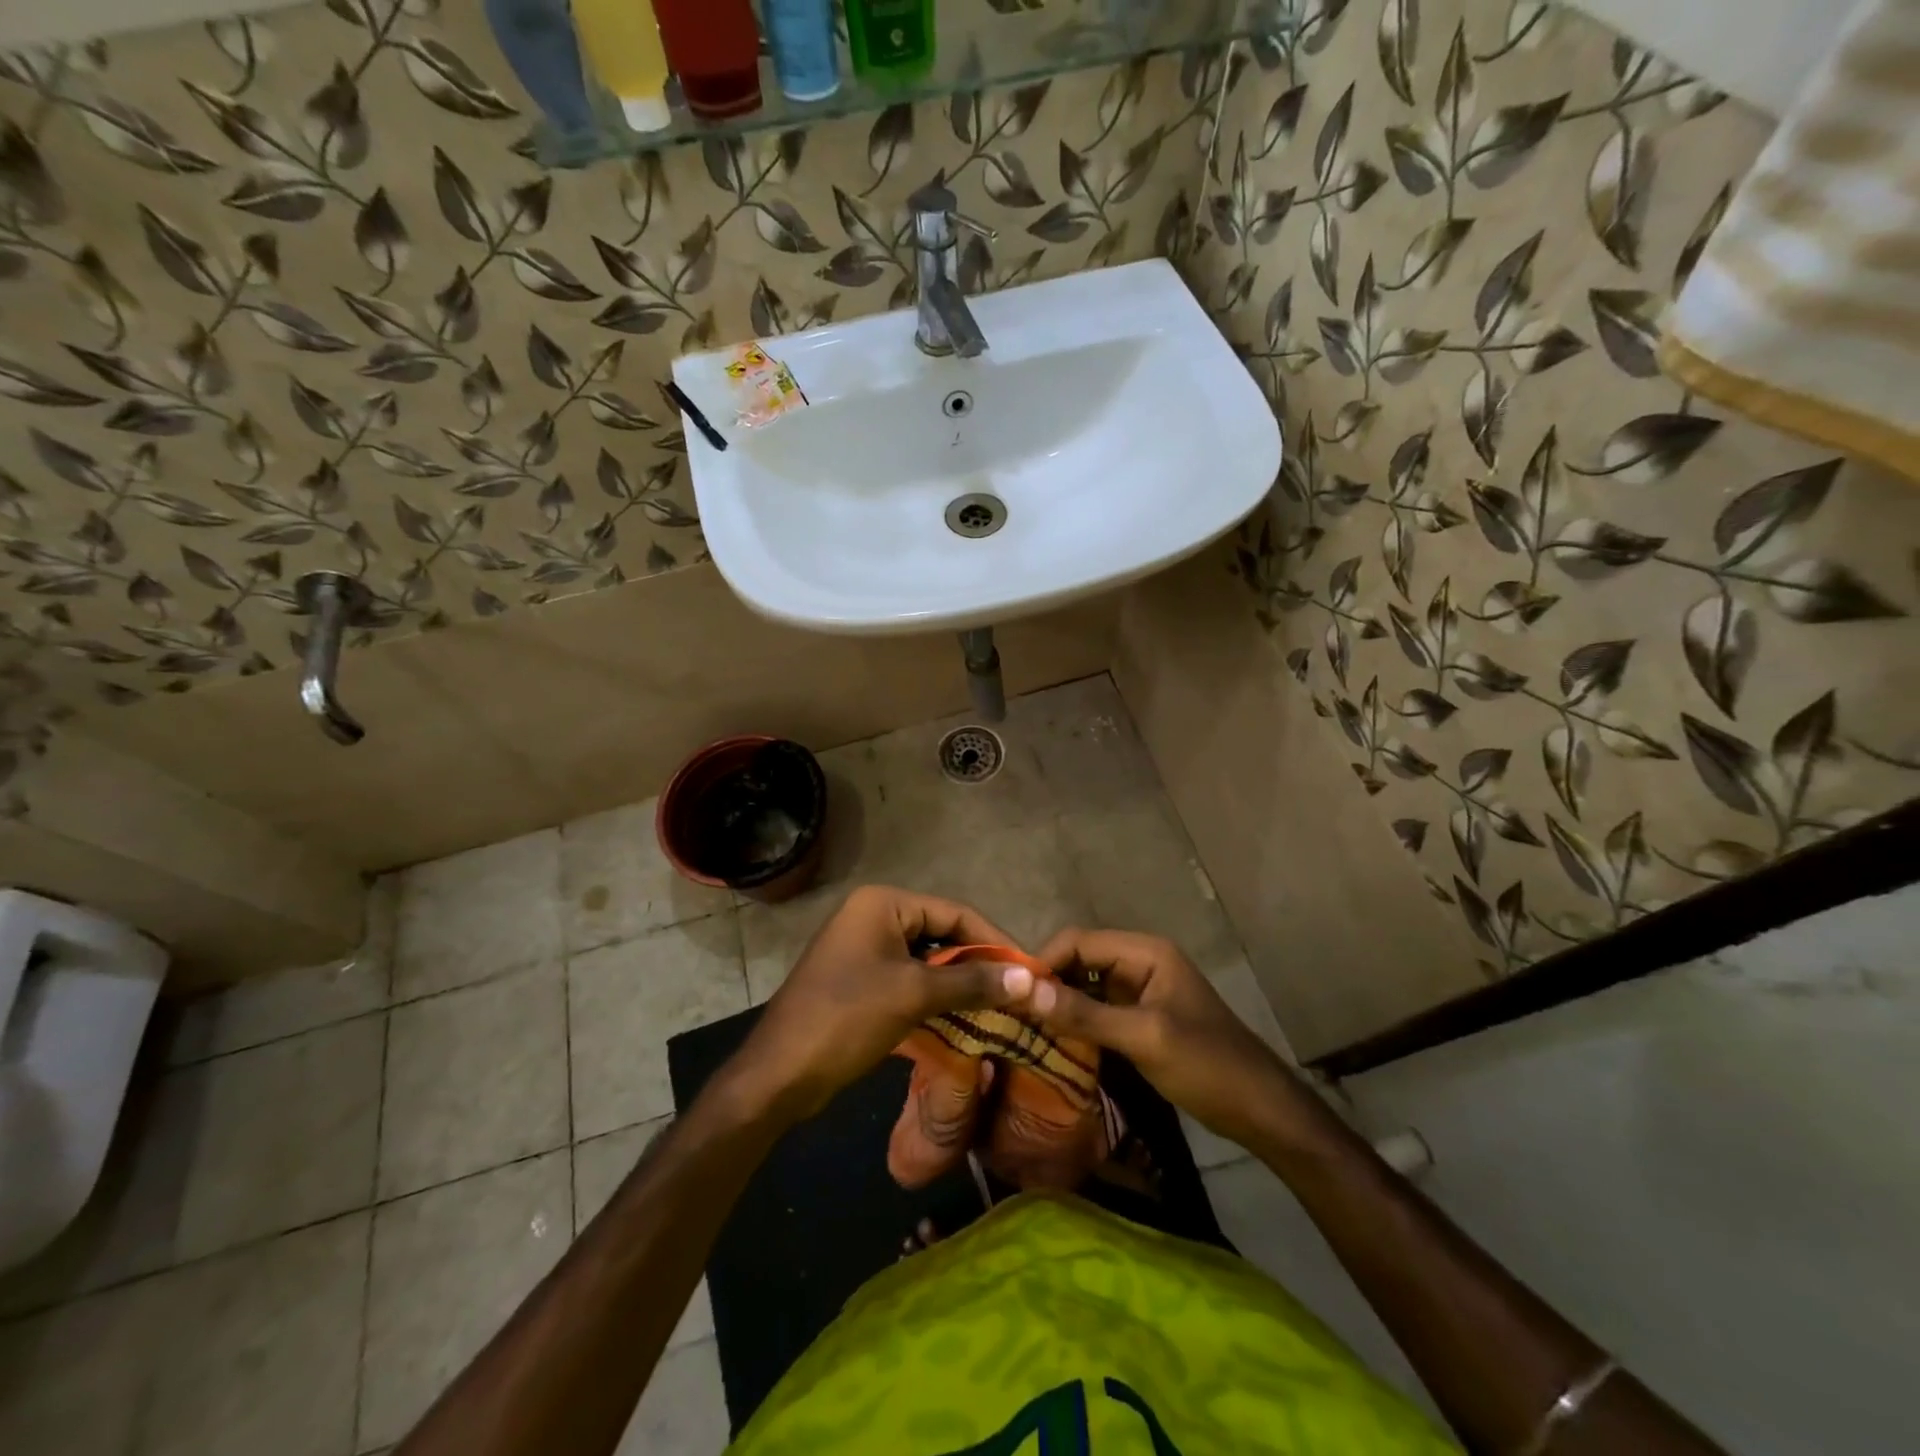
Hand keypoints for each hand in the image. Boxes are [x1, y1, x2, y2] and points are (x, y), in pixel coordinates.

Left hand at [727, 885, 1034, 1124]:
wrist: (779, 1074)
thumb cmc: (846, 1018)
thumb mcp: (914, 995)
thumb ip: (972, 982)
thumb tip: (1031, 978)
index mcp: (882, 902)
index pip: (954, 912)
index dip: (994, 940)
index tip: (1029, 969)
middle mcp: (873, 916)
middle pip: (941, 933)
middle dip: (977, 963)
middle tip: (1017, 991)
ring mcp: (865, 948)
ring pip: (927, 959)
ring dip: (959, 983)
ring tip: (998, 1007)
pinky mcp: (861, 979)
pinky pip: (909, 978)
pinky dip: (936, 996)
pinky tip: (963, 1018)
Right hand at [1027, 929, 1305, 1146]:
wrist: (1261, 1110)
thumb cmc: (1207, 1064)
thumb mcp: (1144, 1038)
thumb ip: (1085, 1014)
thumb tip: (1025, 990)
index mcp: (1145, 952)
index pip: (1080, 940)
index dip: (1045, 960)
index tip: (1013, 992)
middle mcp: (1140, 962)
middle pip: (1080, 960)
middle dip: (1048, 981)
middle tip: (1013, 1013)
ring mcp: (1140, 991)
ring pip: (1086, 986)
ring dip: (1059, 1003)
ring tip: (1024, 1027)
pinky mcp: (1140, 1018)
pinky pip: (1097, 1010)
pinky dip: (1076, 1021)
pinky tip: (1054, 1041)